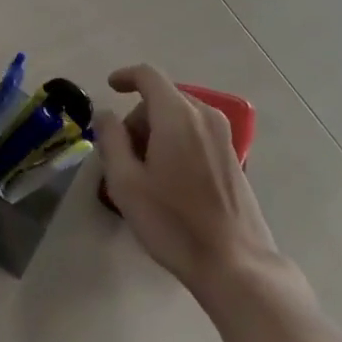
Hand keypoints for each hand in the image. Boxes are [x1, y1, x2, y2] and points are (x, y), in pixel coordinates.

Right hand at [92, 65, 291, 296]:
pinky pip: (196, 132)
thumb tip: (105, 114)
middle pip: (163, 97)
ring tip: (145, 170)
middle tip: (122, 152)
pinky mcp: (232, 157)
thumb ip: (110, 139)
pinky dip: (176, 141)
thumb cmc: (173, 222)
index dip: (125, 76)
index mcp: (177, 115)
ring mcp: (223, 136)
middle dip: (138, 116)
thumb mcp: (126, 182)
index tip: (110, 88)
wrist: (236, 265)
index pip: (148, 76)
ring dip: (157, 130)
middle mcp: (203, 115)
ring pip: (180, 116)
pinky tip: (169, 179)